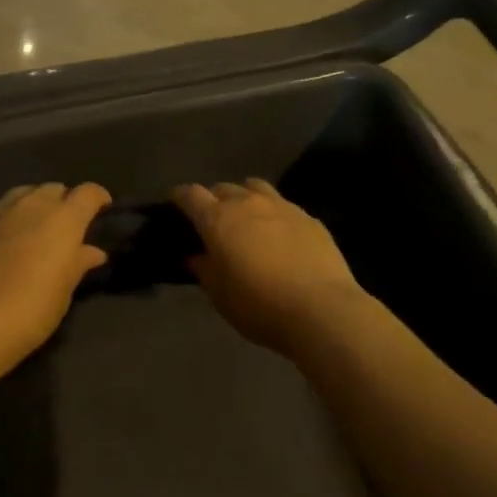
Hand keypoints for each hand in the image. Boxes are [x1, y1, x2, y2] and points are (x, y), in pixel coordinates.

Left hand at [0, 183, 110, 382]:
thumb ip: (79, 263)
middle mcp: (32, 204)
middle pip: (54, 189)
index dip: (98, 198)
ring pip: (21, 194)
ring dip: (31, 206)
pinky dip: (2, 222)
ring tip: (30, 229)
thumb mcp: (64, 291)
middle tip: (62, 228)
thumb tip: (92, 251)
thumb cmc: (30, 311)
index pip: (88, 192)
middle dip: (62, 202)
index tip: (101, 210)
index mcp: (63, 219)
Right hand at [173, 181, 368, 355]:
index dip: (180, 197)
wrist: (322, 309)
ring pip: (255, 187)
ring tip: (246, 218)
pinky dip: (274, 214)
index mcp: (218, 219)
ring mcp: (282, 206)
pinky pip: (283, 206)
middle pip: (223, 188)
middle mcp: (248, 203)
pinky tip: (279, 235)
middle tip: (212, 221)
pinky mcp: (309, 218)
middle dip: (213, 199)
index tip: (175, 204)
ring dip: (244, 197)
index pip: (191, 195)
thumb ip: (204, 270)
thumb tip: (195, 256)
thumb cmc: (259, 305)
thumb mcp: (220, 295)